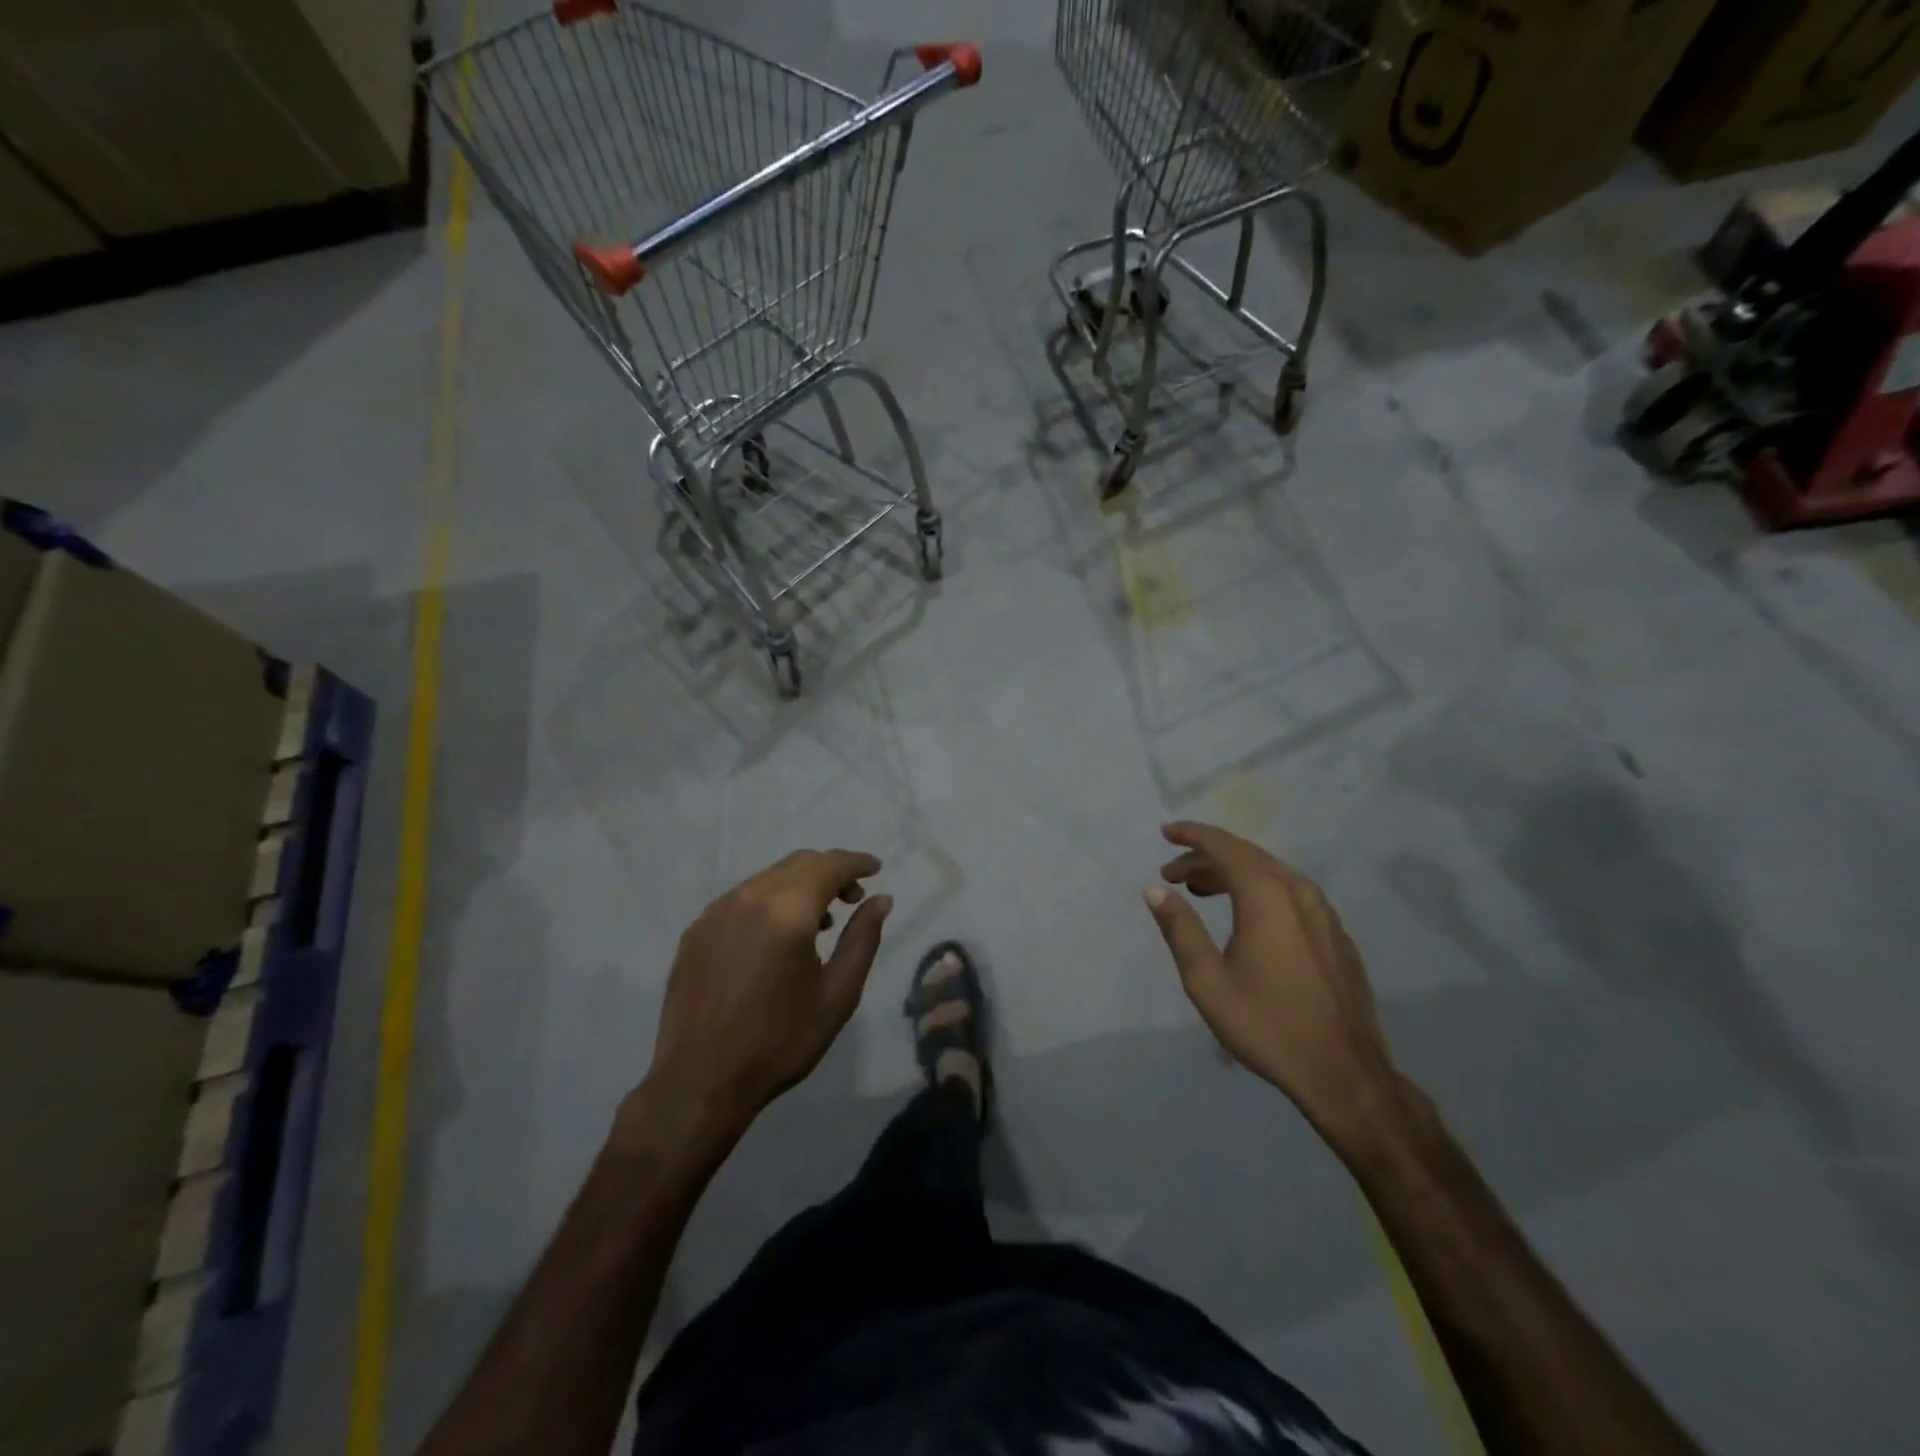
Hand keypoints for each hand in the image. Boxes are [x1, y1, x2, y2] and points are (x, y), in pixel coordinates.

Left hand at [643, 850, 890, 1138]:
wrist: (700, 1081)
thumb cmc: (780, 1042)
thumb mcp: (838, 995)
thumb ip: (862, 939)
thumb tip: (880, 899)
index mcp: (787, 913)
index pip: (829, 865)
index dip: (856, 862)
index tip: (876, 869)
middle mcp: (749, 898)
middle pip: (798, 863)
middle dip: (830, 871)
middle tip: (852, 899)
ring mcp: (717, 911)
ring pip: (768, 877)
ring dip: (800, 886)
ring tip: (818, 921)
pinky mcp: (696, 930)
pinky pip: (742, 898)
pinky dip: (769, 901)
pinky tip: (776, 936)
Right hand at [1144, 822, 1401, 1144]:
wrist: (1344, 1073)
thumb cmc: (1267, 1024)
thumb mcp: (1207, 980)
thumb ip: (1180, 929)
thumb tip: (1155, 890)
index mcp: (1267, 896)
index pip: (1224, 847)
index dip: (1192, 835)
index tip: (1165, 832)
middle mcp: (1299, 892)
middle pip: (1247, 856)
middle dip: (1206, 856)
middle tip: (1172, 872)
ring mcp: (1324, 913)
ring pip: (1271, 874)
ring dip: (1232, 873)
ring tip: (1201, 889)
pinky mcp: (1336, 935)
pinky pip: (1291, 894)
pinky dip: (1259, 890)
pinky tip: (1246, 916)